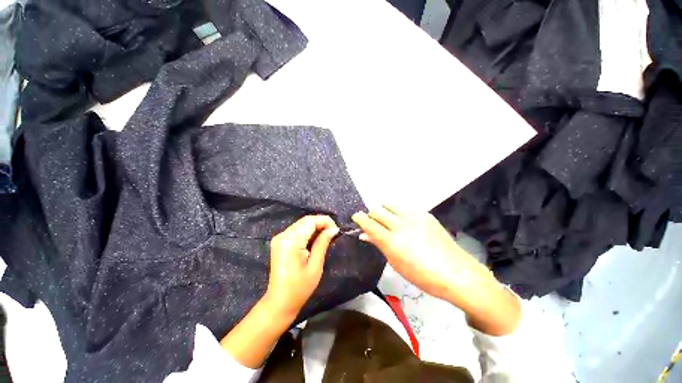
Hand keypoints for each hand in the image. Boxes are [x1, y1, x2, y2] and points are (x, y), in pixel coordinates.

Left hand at [220, 215, 338, 367]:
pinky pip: (297, 230)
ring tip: (326, 237)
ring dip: (315, 227)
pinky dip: (308, 232)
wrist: (280, 301)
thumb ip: (323, 243)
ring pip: (302, 224)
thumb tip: (334, 229)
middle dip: (321, 224)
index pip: (310, 221)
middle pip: (305, 220)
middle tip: (333, 234)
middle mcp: (283, 235)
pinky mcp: (280, 242)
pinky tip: (315, 241)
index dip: (325, 221)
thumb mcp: (315, 265)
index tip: (336, 230)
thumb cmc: (300, 287)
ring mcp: (280, 238)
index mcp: (291, 241)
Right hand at [352, 206, 520, 334]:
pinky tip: (406, 224)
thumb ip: (379, 245)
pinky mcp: (424, 214)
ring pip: (389, 205)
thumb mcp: (396, 263)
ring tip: (388, 221)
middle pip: (377, 211)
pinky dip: (399, 213)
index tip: (356, 217)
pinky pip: (404, 209)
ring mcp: (413, 217)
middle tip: (373, 223)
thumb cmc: (422, 275)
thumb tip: (365, 235)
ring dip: (384, 211)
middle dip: (371, 215)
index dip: (359, 218)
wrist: (456, 272)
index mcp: (391, 240)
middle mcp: (400, 224)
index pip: (368, 223)